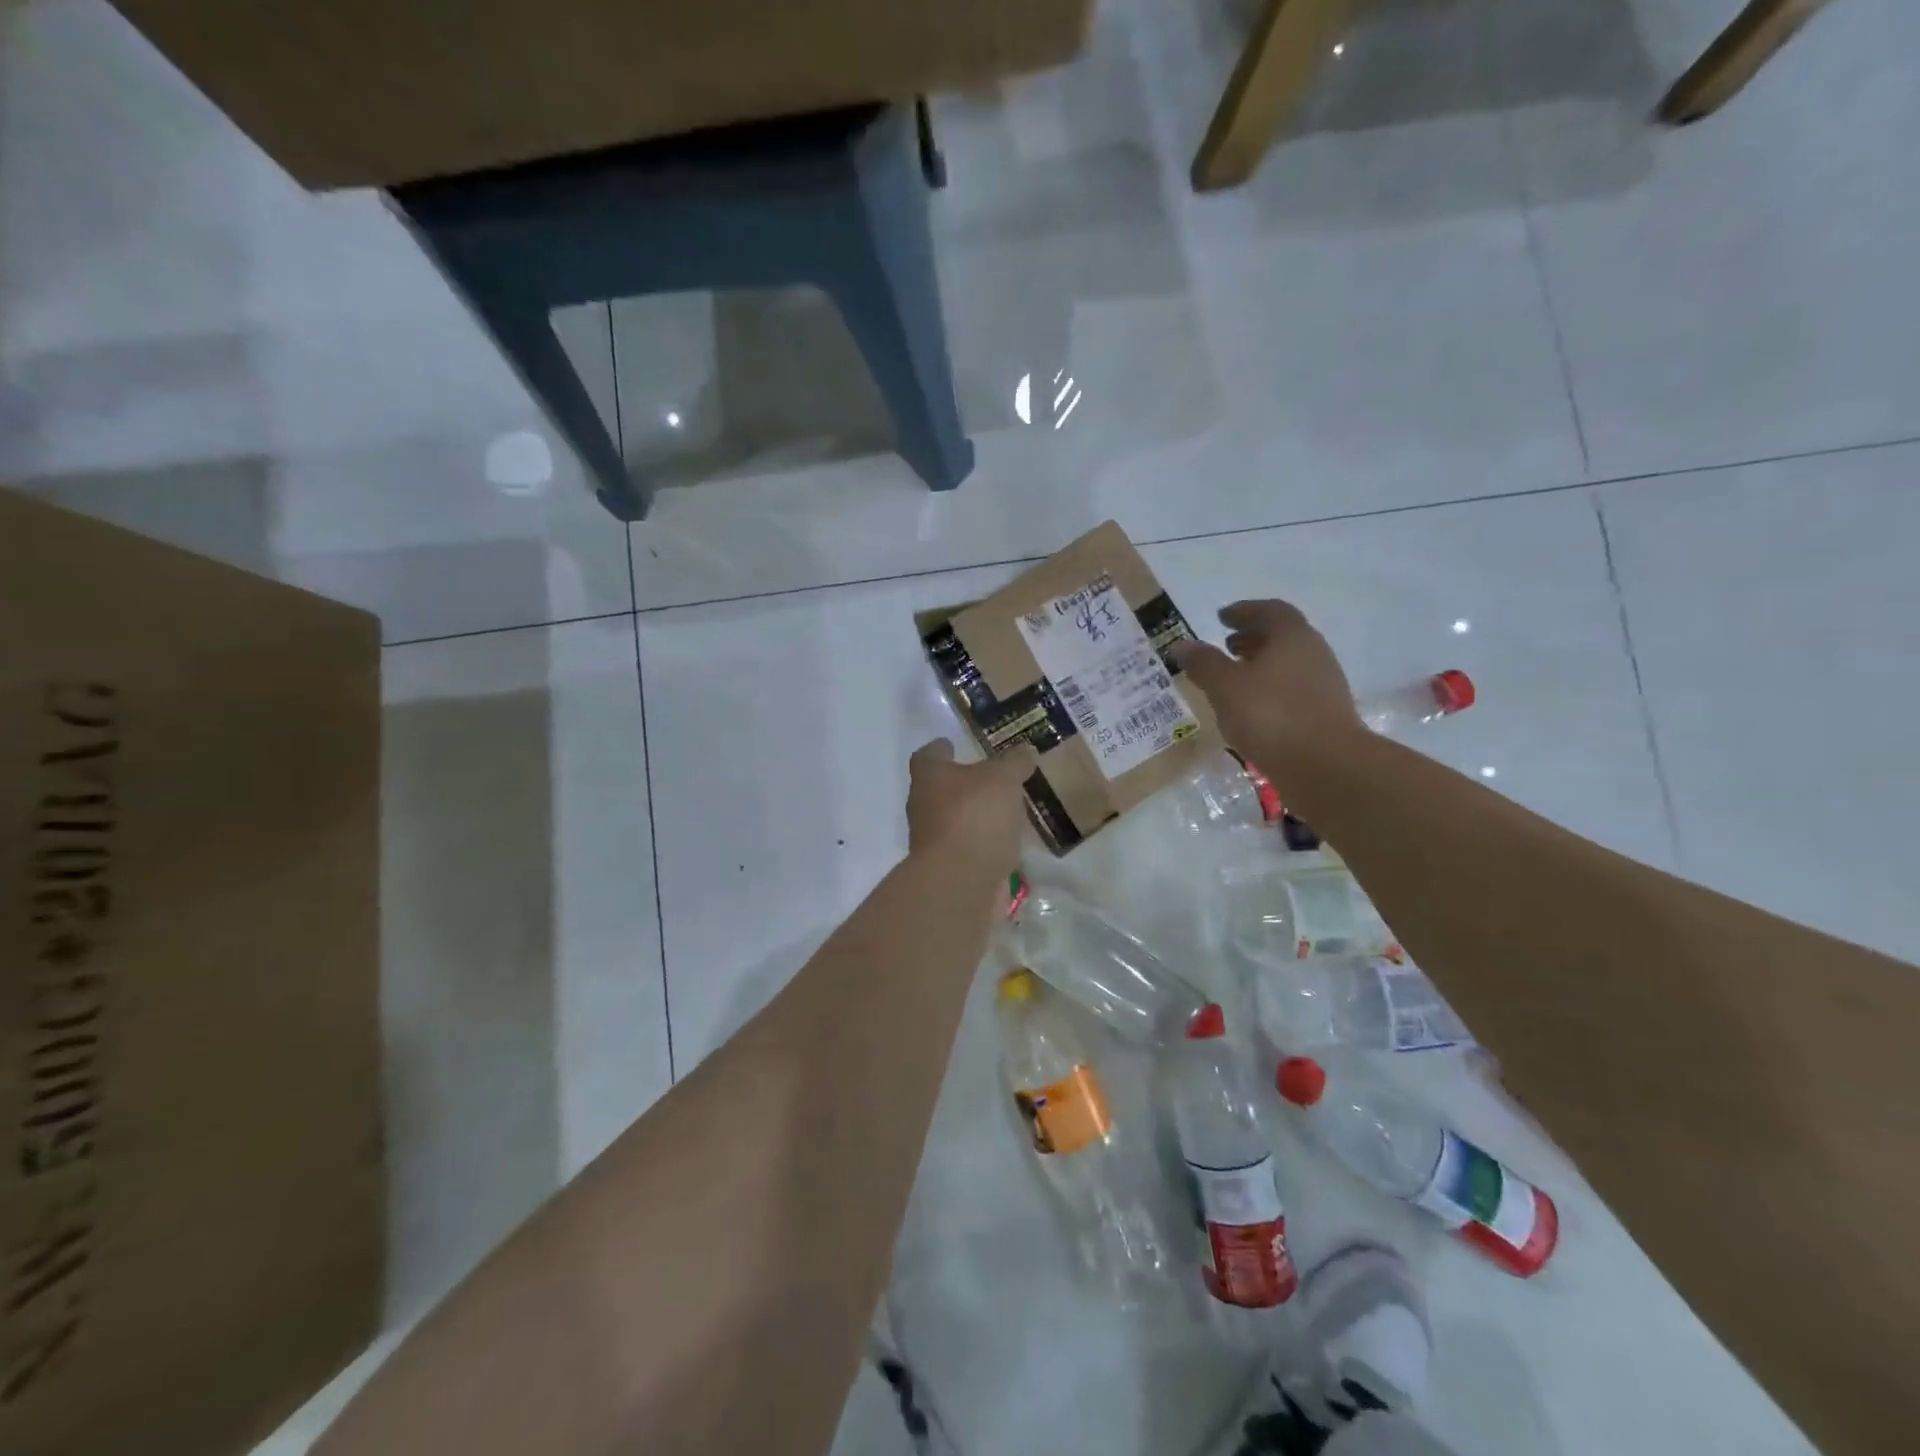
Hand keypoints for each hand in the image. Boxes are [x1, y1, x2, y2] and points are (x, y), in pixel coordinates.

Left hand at [906, 739, 1037, 873]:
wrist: (959, 883)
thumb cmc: (974, 817)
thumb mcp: (1002, 779)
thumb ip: (1014, 762)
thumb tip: (1025, 750)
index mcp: (929, 777)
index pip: (928, 755)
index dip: (941, 748)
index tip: (953, 745)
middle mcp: (924, 806)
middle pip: (940, 789)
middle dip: (963, 784)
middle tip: (992, 778)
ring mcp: (934, 841)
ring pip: (956, 820)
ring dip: (977, 816)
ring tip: (1007, 810)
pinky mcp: (949, 869)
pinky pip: (970, 848)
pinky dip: (985, 844)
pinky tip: (1008, 842)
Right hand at [1170, 601, 1362, 773]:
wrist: (1325, 766)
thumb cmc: (1271, 715)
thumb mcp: (1225, 687)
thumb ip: (1204, 663)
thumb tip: (1183, 645)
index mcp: (1292, 636)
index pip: (1269, 611)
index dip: (1244, 611)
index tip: (1222, 618)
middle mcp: (1314, 653)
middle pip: (1282, 637)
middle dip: (1253, 638)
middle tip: (1226, 646)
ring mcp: (1324, 685)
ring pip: (1288, 665)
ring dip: (1261, 666)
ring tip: (1234, 680)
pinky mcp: (1325, 714)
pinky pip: (1292, 691)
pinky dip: (1270, 691)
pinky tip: (1252, 710)